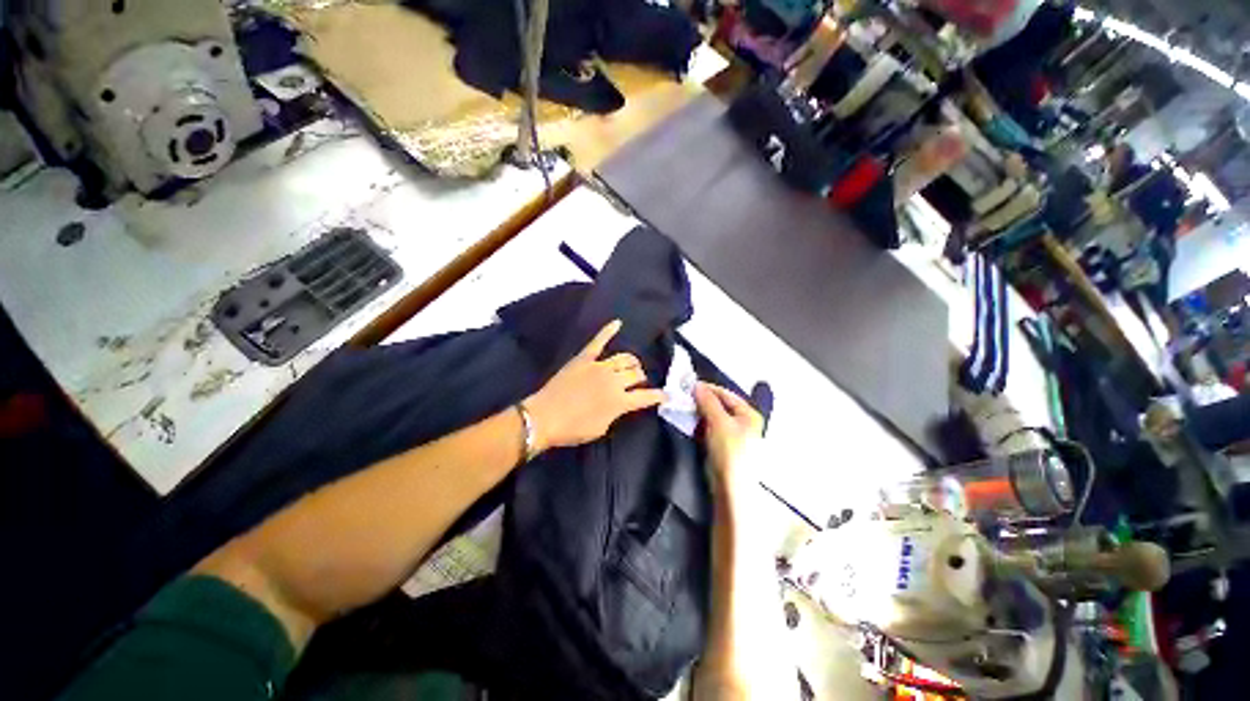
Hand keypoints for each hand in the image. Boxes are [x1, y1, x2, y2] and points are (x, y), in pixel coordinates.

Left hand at [524, 320, 666, 452]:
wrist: (544, 417)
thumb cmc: (572, 429)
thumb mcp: (601, 428)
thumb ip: (616, 413)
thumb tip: (621, 404)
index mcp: (619, 401)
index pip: (646, 396)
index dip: (659, 396)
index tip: (666, 395)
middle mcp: (614, 380)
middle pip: (636, 373)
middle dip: (641, 377)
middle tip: (638, 381)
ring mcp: (599, 366)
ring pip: (624, 358)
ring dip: (632, 361)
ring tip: (632, 364)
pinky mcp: (584, 358)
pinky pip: (598, 341)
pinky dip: (608, 331)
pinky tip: (617, 322)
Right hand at [694, 382, 763, 495]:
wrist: (730, 488)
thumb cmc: (730, 451)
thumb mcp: (719, 422)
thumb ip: (708, 402)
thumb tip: (697, 385)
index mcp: (749, 414)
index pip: (726, 394)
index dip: (708, 389)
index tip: (689, 386)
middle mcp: (744, 422)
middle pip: (721, 405)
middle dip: (703, 401)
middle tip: (685, 397)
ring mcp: (734, 435)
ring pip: (714, 417)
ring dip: (700, 413)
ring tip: (685, 408)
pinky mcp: (724, 446)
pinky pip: (711, 429)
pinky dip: (701, 425)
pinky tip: (690, 423)